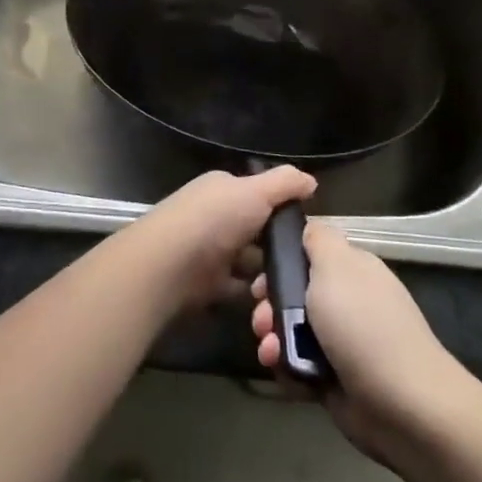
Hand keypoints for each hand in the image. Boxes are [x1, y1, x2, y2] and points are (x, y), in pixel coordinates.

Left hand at [134, 166, 316, 311]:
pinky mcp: (206, 283)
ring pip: (250, 261)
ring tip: (291, 286)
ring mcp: (209, 250)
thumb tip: (311, 181)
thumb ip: (285, 183)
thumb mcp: (255, 191)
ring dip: (268, 274)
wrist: (169, 265)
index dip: (282, 209)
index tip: (307, 229)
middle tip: (303, 263)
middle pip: (256, 230)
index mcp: (222, 189)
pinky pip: (238, 287)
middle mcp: (215, 216)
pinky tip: (272, 300)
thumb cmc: (214, 219)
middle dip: (278, 247)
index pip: (257, 194)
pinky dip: (253, 295)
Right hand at [250, 221, 465, 463]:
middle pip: (294, 294)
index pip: (308, 254)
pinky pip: (299, 366)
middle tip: (261, 319)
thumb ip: (318, 239)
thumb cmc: (363, 324)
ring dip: (273, 339)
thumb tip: (308, 227)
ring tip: (270, 351)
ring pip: (291, 331)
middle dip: (270, 306)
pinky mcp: (335, 379)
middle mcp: (347, 301)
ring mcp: (341, 342)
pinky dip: (287, 369)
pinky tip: (284, 371)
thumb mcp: (336, 265)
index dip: (280, 263)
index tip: (261, 276)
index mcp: (351, 269)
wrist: (402, 403)